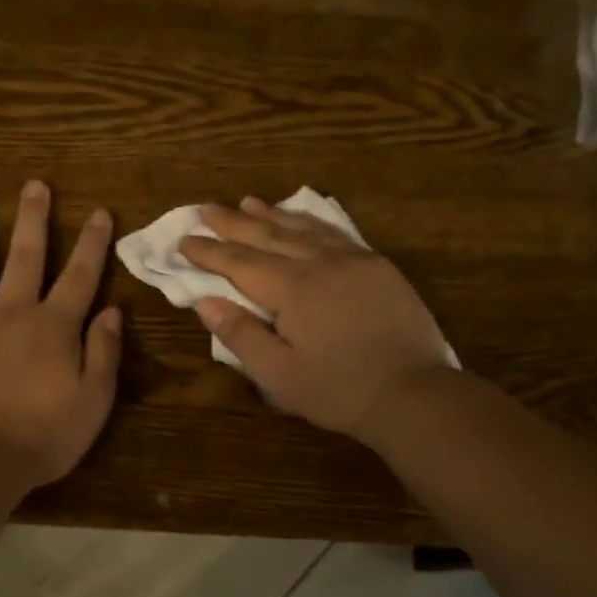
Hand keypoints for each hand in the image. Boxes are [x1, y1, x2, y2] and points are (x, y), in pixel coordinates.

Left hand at [0, 182, 122, 486]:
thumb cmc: (40, 438)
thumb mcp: (93, 402)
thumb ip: (103, 354)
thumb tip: (111, 311)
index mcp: (53, 328)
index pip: (80, 277)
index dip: (92, 244)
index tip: (99, 212)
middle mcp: (11, 312)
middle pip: (26, 257)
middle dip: (34, 220)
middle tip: (35, 185)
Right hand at [180, 197, 450, 441]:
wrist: (414, 393)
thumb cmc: (338, 391)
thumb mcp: (279, 374)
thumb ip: (241, 335)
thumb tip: (205, 301)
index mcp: (292, 290)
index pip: (239, 263)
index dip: (208, 252)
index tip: (183, 240)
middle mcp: (319, 264)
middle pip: (267, 236)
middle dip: (232, 223)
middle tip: (205, 208)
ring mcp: (353, 260)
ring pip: (302, 229)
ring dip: (270, 215)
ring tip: (246, 202)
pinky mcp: (378, 267)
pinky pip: (335, 233)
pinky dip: (310, 221)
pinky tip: (301, 218)